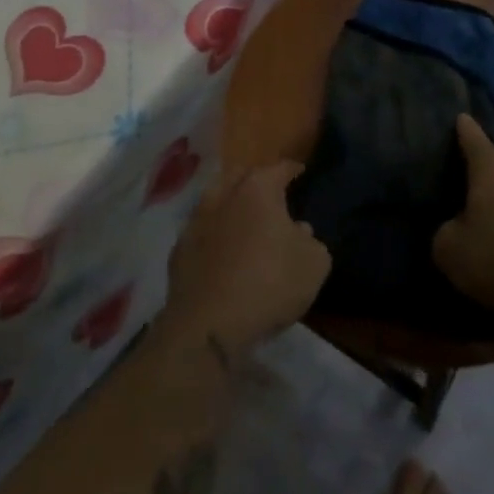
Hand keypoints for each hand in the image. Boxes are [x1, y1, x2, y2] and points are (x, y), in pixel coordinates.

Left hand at [159, 159, 330, 356]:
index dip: (292, 169)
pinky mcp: (179, 250)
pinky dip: (212, 234)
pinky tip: (221, 250)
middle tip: (269, 192)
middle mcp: (223, 195)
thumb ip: (311, 240)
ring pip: (215, 200)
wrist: (210, 324)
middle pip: (240, 175)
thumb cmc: (270, 284)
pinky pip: (200, 231)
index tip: (300, 172)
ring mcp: (196, 221)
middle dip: (255, 179)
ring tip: (243, 218)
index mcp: (258, 189)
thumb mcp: (314, 264)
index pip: (279, 168)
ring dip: (229, 204)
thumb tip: (299, 231)